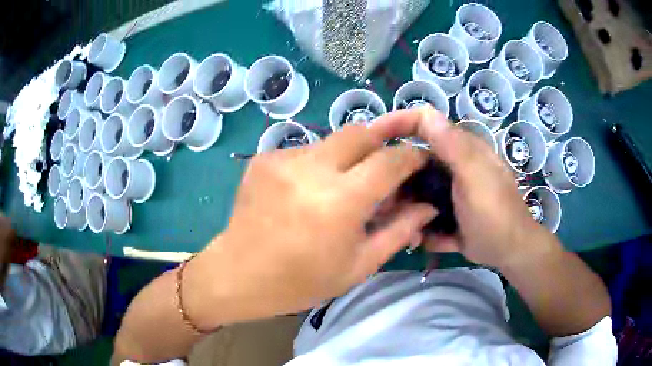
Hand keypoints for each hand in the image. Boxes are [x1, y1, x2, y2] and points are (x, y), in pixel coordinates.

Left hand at [188, 112, 436, 325]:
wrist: (238, 275)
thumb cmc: (300, 282)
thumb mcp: (359, 265)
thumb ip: (399, 230)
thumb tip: (428, 206)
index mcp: (340, 201)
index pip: (391, 160)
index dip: (412, 156)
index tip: (420, 161)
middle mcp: (311, 168)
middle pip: (361, 132)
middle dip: (382, 142)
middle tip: (385, 167)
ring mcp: (282, 158)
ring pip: (332, 141)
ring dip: (348, 157)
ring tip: (343, 188)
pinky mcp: (264, 158)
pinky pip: (305, 151)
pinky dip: (319, 165)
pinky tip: (309, 192)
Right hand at [372, 107, 552, 268]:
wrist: (510, 252)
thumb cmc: (495, 211)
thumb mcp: (475, 176)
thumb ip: (453, 146)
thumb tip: (425, 112)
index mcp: (458, 149)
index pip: (424, 122)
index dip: (397, 123)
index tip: (371, 138)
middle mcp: (451, 166)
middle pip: (412, 162)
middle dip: (394, 179)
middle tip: (381, 201)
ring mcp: (448, 192)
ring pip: (414, 191)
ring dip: (404, 208)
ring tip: (402, 229)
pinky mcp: (447, 214)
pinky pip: (424, 213)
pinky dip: (418, 226)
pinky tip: (418, 240)